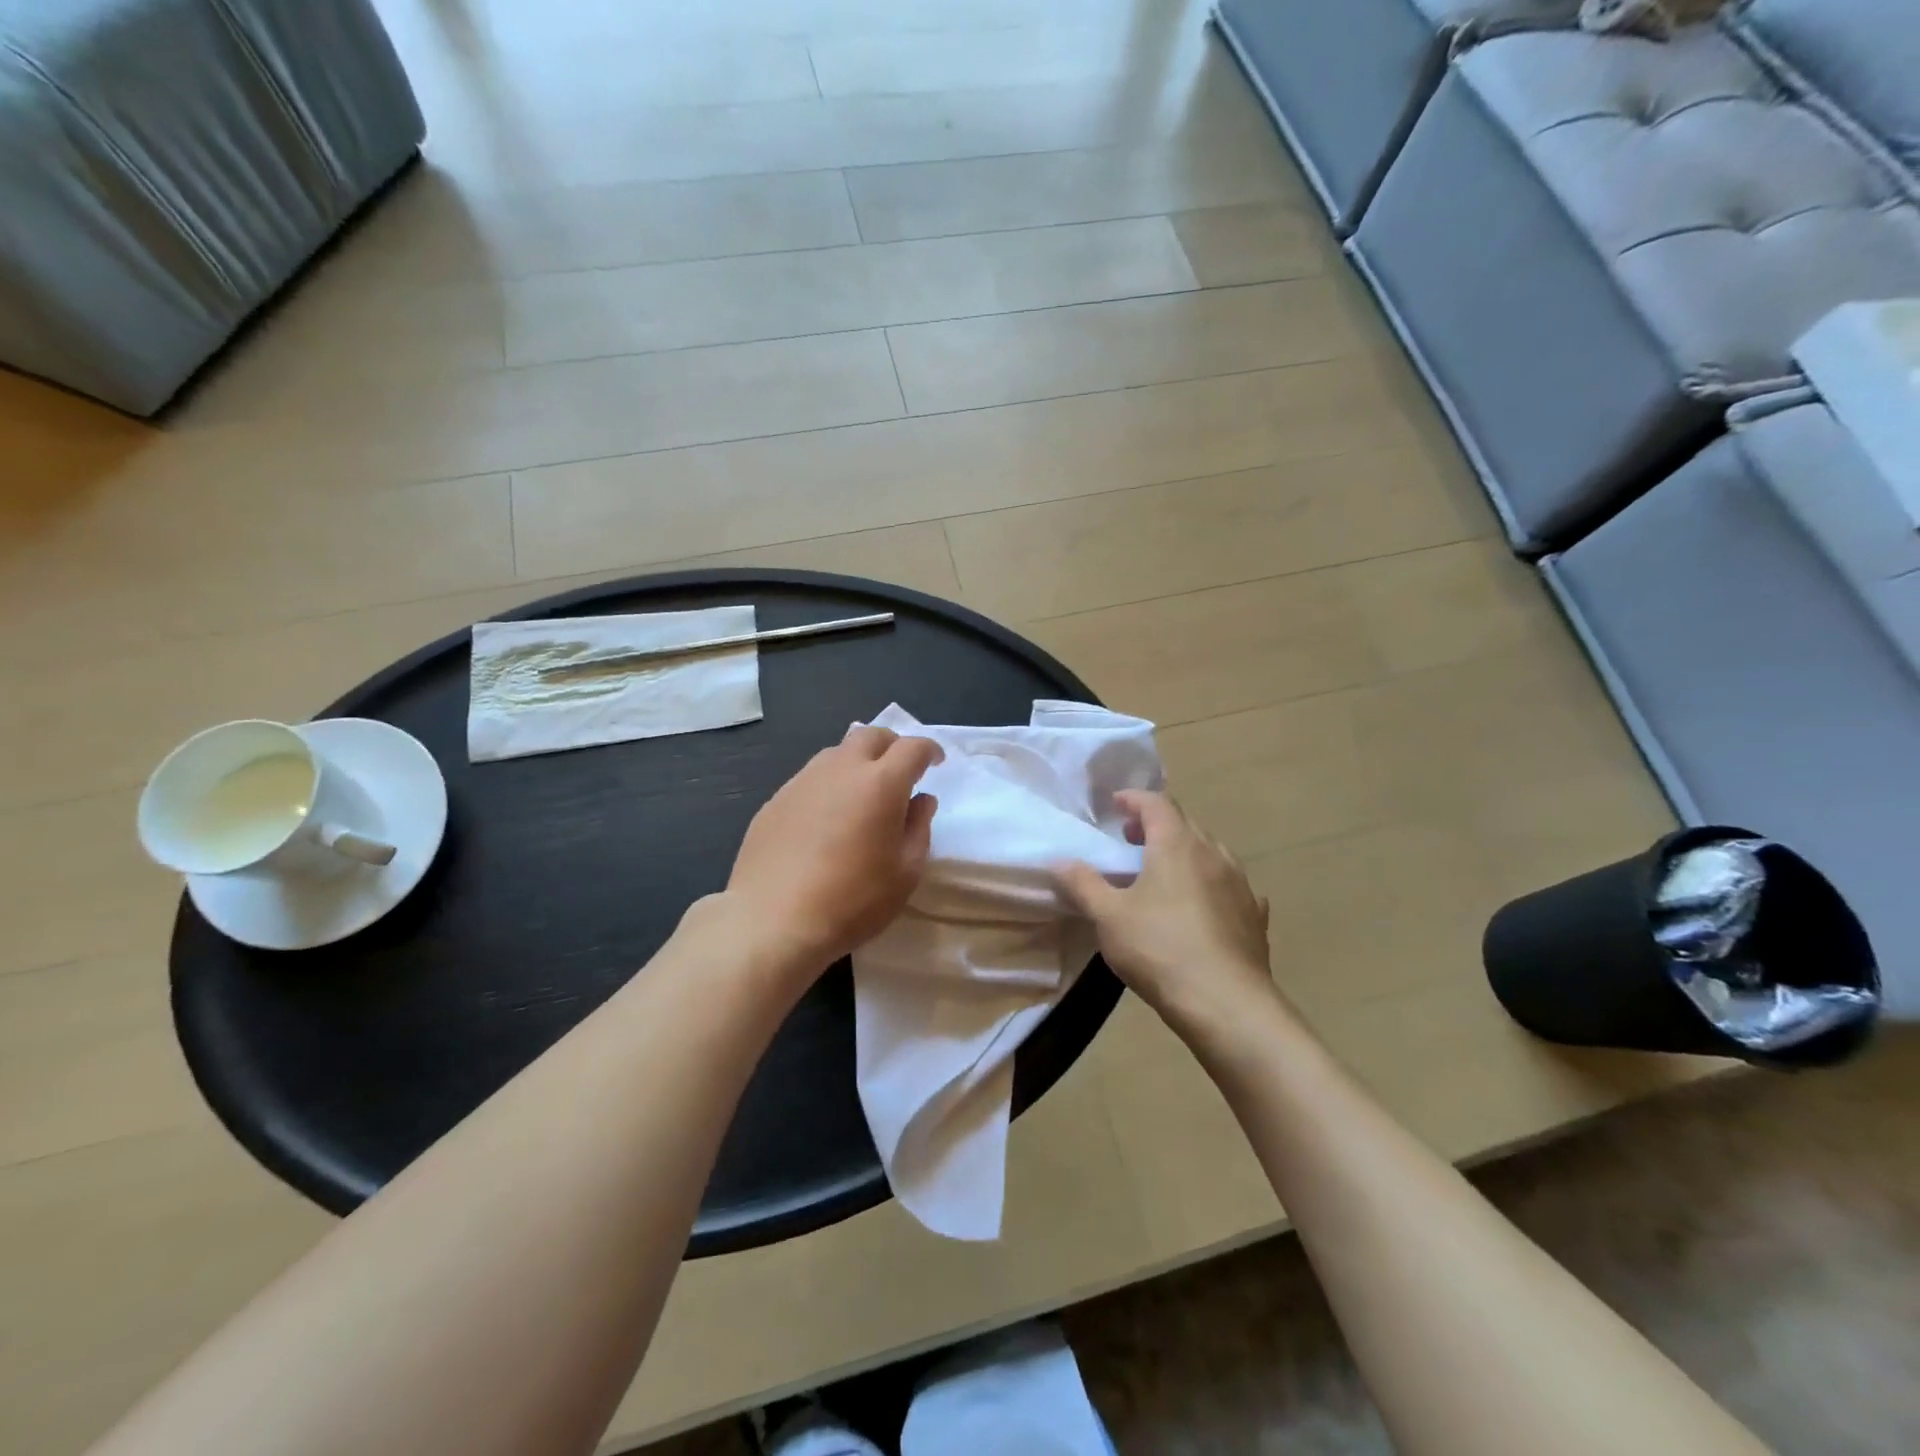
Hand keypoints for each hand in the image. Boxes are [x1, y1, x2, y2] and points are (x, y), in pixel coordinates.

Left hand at [723, 724, 941, 983]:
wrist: (773, 921)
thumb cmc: (853, 900)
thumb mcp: (905, 873)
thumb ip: (919, 828)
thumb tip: (921, 800)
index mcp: (881, 783)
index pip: (912, 747)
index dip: (929, 750)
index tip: (936, 763)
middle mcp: (841, 769)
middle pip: (871, 735)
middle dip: (892, 746)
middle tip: (900, 771)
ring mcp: (803, 781)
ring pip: (837, 753)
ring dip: (857, 762)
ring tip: (862, 794)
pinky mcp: (776, 799)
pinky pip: (811, 778)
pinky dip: (829, 785)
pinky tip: (826, 819)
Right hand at [1057, 791, 1276, 1039]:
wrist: (1226, 1003)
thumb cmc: (1159, 949)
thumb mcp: (1108, 916)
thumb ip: (1083, 884)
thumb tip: (1059, 861)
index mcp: (1176, 844)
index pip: (1156, 803)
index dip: (1134, 799)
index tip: (1116, 804)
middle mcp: (1213, 854)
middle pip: (1184, 824)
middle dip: (1156, 825)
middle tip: (1131, 840)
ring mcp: (1240, 884)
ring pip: (1211, 853)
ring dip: (1185, 853)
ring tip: (1164, 874)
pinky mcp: (1255, 916)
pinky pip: (1230, 886)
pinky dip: (1211, 885)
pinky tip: (1204, 906)